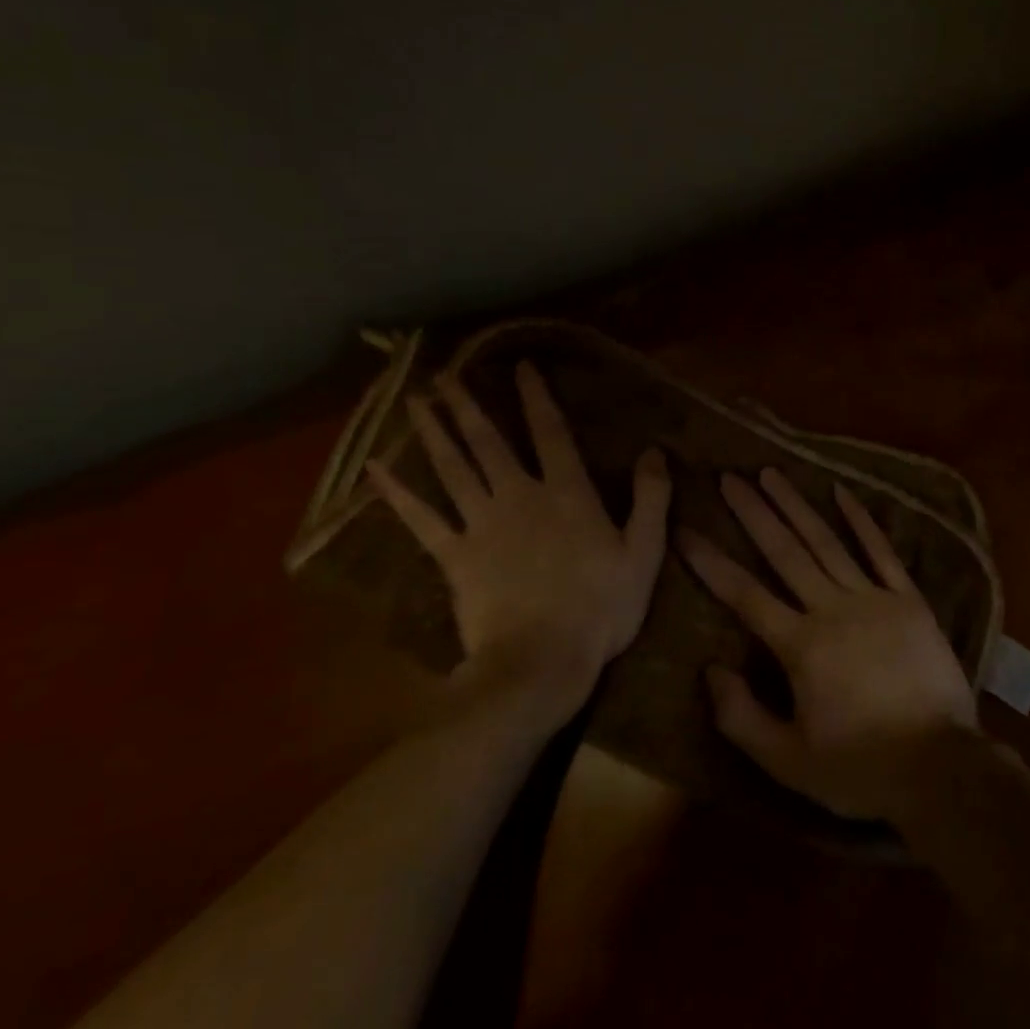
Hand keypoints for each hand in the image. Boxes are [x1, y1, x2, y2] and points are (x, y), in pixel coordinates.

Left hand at [368, 361, 671, 716]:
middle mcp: (519, 496)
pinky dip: (397, 493)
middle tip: (445, 375)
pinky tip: (375, 469)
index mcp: (567, 493)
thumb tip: (655, 451)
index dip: (536, 396)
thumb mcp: (642, 552)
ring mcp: (482, 525)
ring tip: (417, 400)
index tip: (521, 366)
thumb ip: (651, 499)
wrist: (542, 662)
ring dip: (434, 432)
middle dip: (468, 405)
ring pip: (453, 469)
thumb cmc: (600, 608)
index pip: (551, 432)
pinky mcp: (454, 557)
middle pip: (489, 442)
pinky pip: (422, 519)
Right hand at [680, 468, 977, 821]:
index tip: (685, 530)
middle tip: (729, 477)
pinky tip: (841, 491)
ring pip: (826, 542)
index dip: (711, 561)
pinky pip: (881, 552)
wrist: (942, 769)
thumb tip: (710, 669)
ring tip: (771, 473)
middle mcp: (832, 609)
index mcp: (801, 646)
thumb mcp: (789, 762)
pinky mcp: (909, 600)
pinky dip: (861, 520)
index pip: (744, 594)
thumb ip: (742, 717)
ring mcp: (874, 599)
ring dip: (796, 505)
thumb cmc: (860, 769)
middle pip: (784, 552)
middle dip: (753, 513)